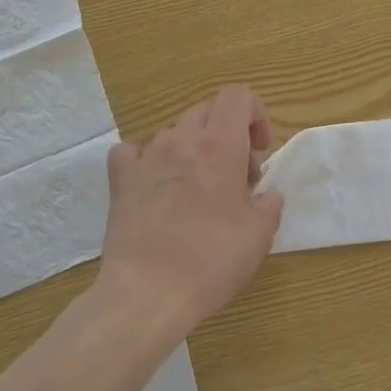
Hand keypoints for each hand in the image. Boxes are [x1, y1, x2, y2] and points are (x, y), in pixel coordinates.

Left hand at [96, 86, 283, 336]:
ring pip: (174, 132)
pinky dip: (148, 159)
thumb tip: (267, 195)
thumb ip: (270, 203)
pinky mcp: (120, 180)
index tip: (259, 151)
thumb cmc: (213, 259)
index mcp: (220, 144)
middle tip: (236, 177)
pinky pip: (133, 151)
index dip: (255, 115)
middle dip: (227, 134)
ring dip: (193, 149)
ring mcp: (146, 157)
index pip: (239, 96)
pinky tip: (156, 184)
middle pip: (208, 111)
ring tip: (198, 188)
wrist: (149, 293)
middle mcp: (181, 140)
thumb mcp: (260, 234)